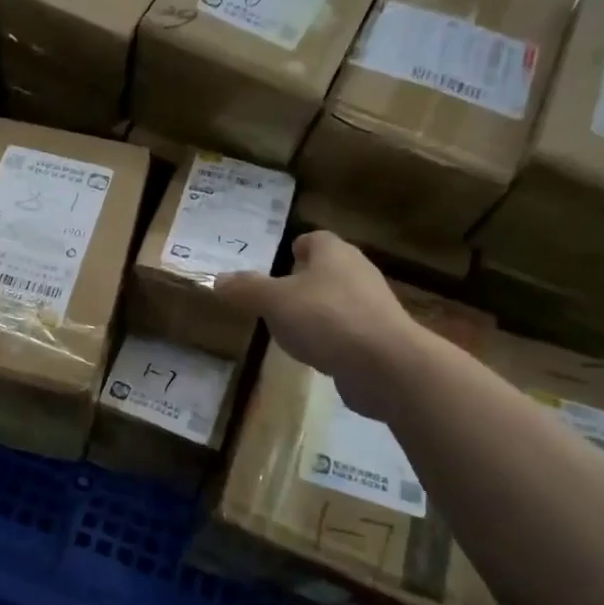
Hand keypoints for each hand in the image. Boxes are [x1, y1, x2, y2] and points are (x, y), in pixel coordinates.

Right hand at [213, 231, 420, 413]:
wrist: (386, 365)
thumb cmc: (326, 318)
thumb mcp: (273, 301)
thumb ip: (245, 289)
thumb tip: (218, 280)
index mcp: (333, 252)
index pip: (312, 239)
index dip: (291, 250)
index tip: (274, 268)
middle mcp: (357, 271)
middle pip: (325, 269)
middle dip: (300, 282)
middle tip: (272, 300)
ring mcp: (372, 305)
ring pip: (336, 301)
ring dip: (315, 312)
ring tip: (289, 330)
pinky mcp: (380, 337)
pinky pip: (347, 330)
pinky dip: (330, 338)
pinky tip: (315, 354)